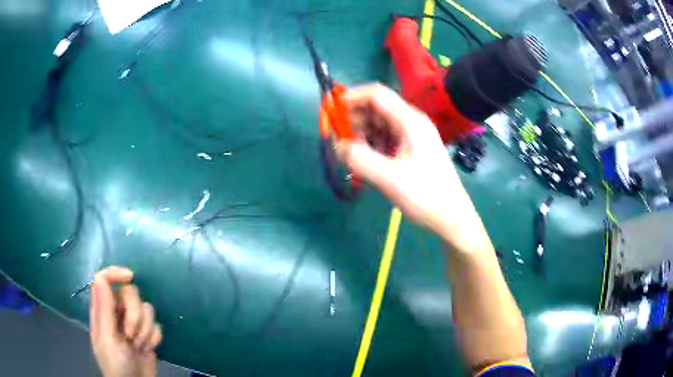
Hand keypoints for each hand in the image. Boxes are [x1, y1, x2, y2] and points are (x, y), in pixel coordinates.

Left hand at [90, 267, 162, 376]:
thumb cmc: (116, 364)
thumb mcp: (107, 338)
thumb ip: (103, 308)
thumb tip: (100, 277)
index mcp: (102, 310)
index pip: (105, 279)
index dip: (116, 273)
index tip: (130, 277)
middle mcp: (117, 313)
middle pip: (130, 293)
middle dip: (134, 314)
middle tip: (130, 334)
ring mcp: (133, 324)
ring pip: (146, 309)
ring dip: (145, 329)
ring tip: (139, 346)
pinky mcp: (147, 334)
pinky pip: (156, 325)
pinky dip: (154, 338)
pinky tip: (147, 349)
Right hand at [336, 84, 484, 250]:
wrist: (451, 217)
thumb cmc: (426, 196)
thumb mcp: (390, 179)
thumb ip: (360, 159)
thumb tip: (338, 146)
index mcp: (410, 121)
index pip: (377, 95)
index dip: (352, 98)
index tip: (333, 112)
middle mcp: (411, 122)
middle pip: (377, 108)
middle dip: (355, 120)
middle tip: (342, 141)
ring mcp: (413, 136)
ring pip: (380, 124)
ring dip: (362, 135)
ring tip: (354, 157)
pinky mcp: (412, 149)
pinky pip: (386, 138)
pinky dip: (372, 145)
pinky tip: (368, 163)